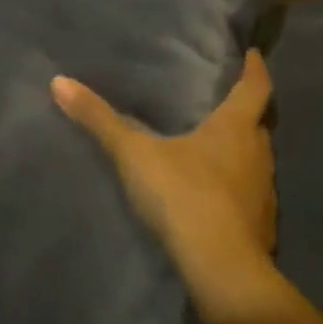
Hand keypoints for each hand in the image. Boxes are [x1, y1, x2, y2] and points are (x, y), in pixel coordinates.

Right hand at [52, 53, 279, 323]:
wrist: (222, 269)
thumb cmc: (184, 196)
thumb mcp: (134, 155)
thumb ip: (100, 120)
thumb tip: (59, 81)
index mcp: (236, 128)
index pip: (256, 87)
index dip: (254, 69)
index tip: (251, 54)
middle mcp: (259, 154)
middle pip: (257, 123)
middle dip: (242, 110)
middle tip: (220, 99)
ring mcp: (263, 192)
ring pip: (254, 159)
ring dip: (238, 149)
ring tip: (211, 144)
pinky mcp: (260, 224)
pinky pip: (248, 192)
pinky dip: (234, 185)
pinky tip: (212, 193)